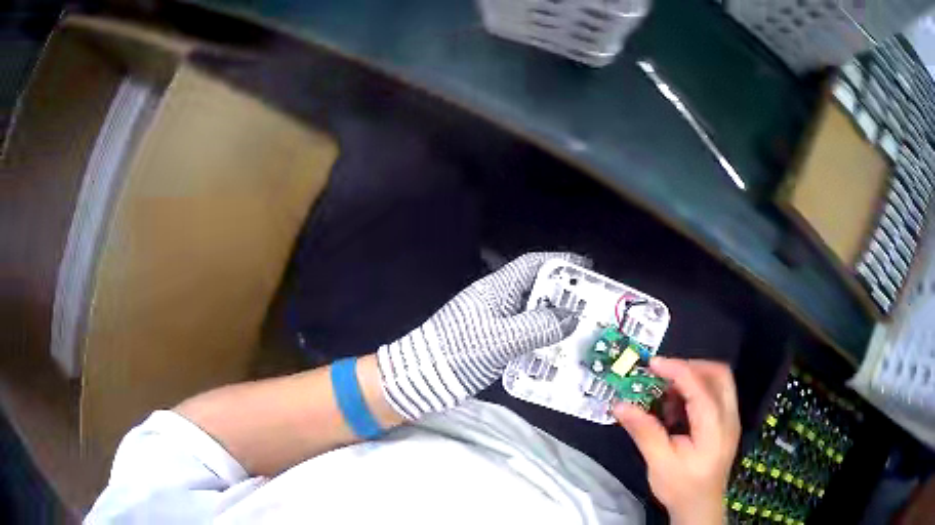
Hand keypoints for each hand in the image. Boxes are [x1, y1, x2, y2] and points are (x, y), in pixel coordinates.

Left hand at [377, 252, 585, 419]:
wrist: (422, 377)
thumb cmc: (460, 352)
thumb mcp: (502, 339)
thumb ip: (539, 326)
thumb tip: (572, 317)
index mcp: (497, 288)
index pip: (533, 264)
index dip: (561, 263)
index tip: (587, 270)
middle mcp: (497, 299)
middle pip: (536, 287)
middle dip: (564, 294)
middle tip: (592, 306)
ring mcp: (493, 319)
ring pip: (531, 311)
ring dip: (555, 318)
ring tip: (581, 329)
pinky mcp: (490, 339)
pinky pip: (523, 332)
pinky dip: (541, 337)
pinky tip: (556, 350)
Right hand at [613, 357, 739, 524]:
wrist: (700, 507)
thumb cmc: (681, 487)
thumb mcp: (659, 463)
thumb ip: (644, 432)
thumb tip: (620, 406)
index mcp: (714, 428)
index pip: (700, 388)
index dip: (677, 370)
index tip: (652, 364)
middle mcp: (729, 417)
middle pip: (719, 374)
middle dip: (691, 367)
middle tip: (664, 373)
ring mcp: (731, 419)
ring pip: (720, 381)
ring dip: (694, 378)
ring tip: (667, 393)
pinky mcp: (727, 423)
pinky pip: (716, 394)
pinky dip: (697, 391)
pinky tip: (677, 408)